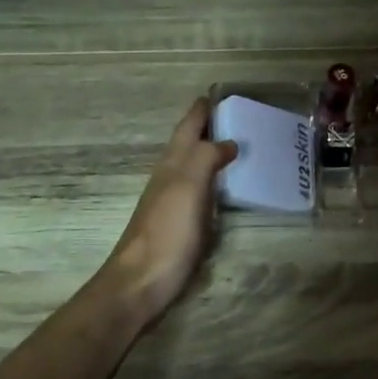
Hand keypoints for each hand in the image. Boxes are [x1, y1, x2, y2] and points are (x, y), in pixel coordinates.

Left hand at [102, 98, 236, 325]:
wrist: (141, 282)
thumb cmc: (167, 232)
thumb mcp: (188, 187)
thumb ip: (206, 158)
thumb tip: (226, 141)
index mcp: (172, 165)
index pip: (187, 128)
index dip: (201, 111)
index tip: (217, 95)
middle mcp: (170, 178)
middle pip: (188, 146)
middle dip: (207, 129)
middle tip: (236, 119)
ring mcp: (172, 203)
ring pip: (192, 168)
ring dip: (210, 154)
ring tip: (236, 148)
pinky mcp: (179, 226)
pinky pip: (199, 193)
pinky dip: (212, 182)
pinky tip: (223, 190)